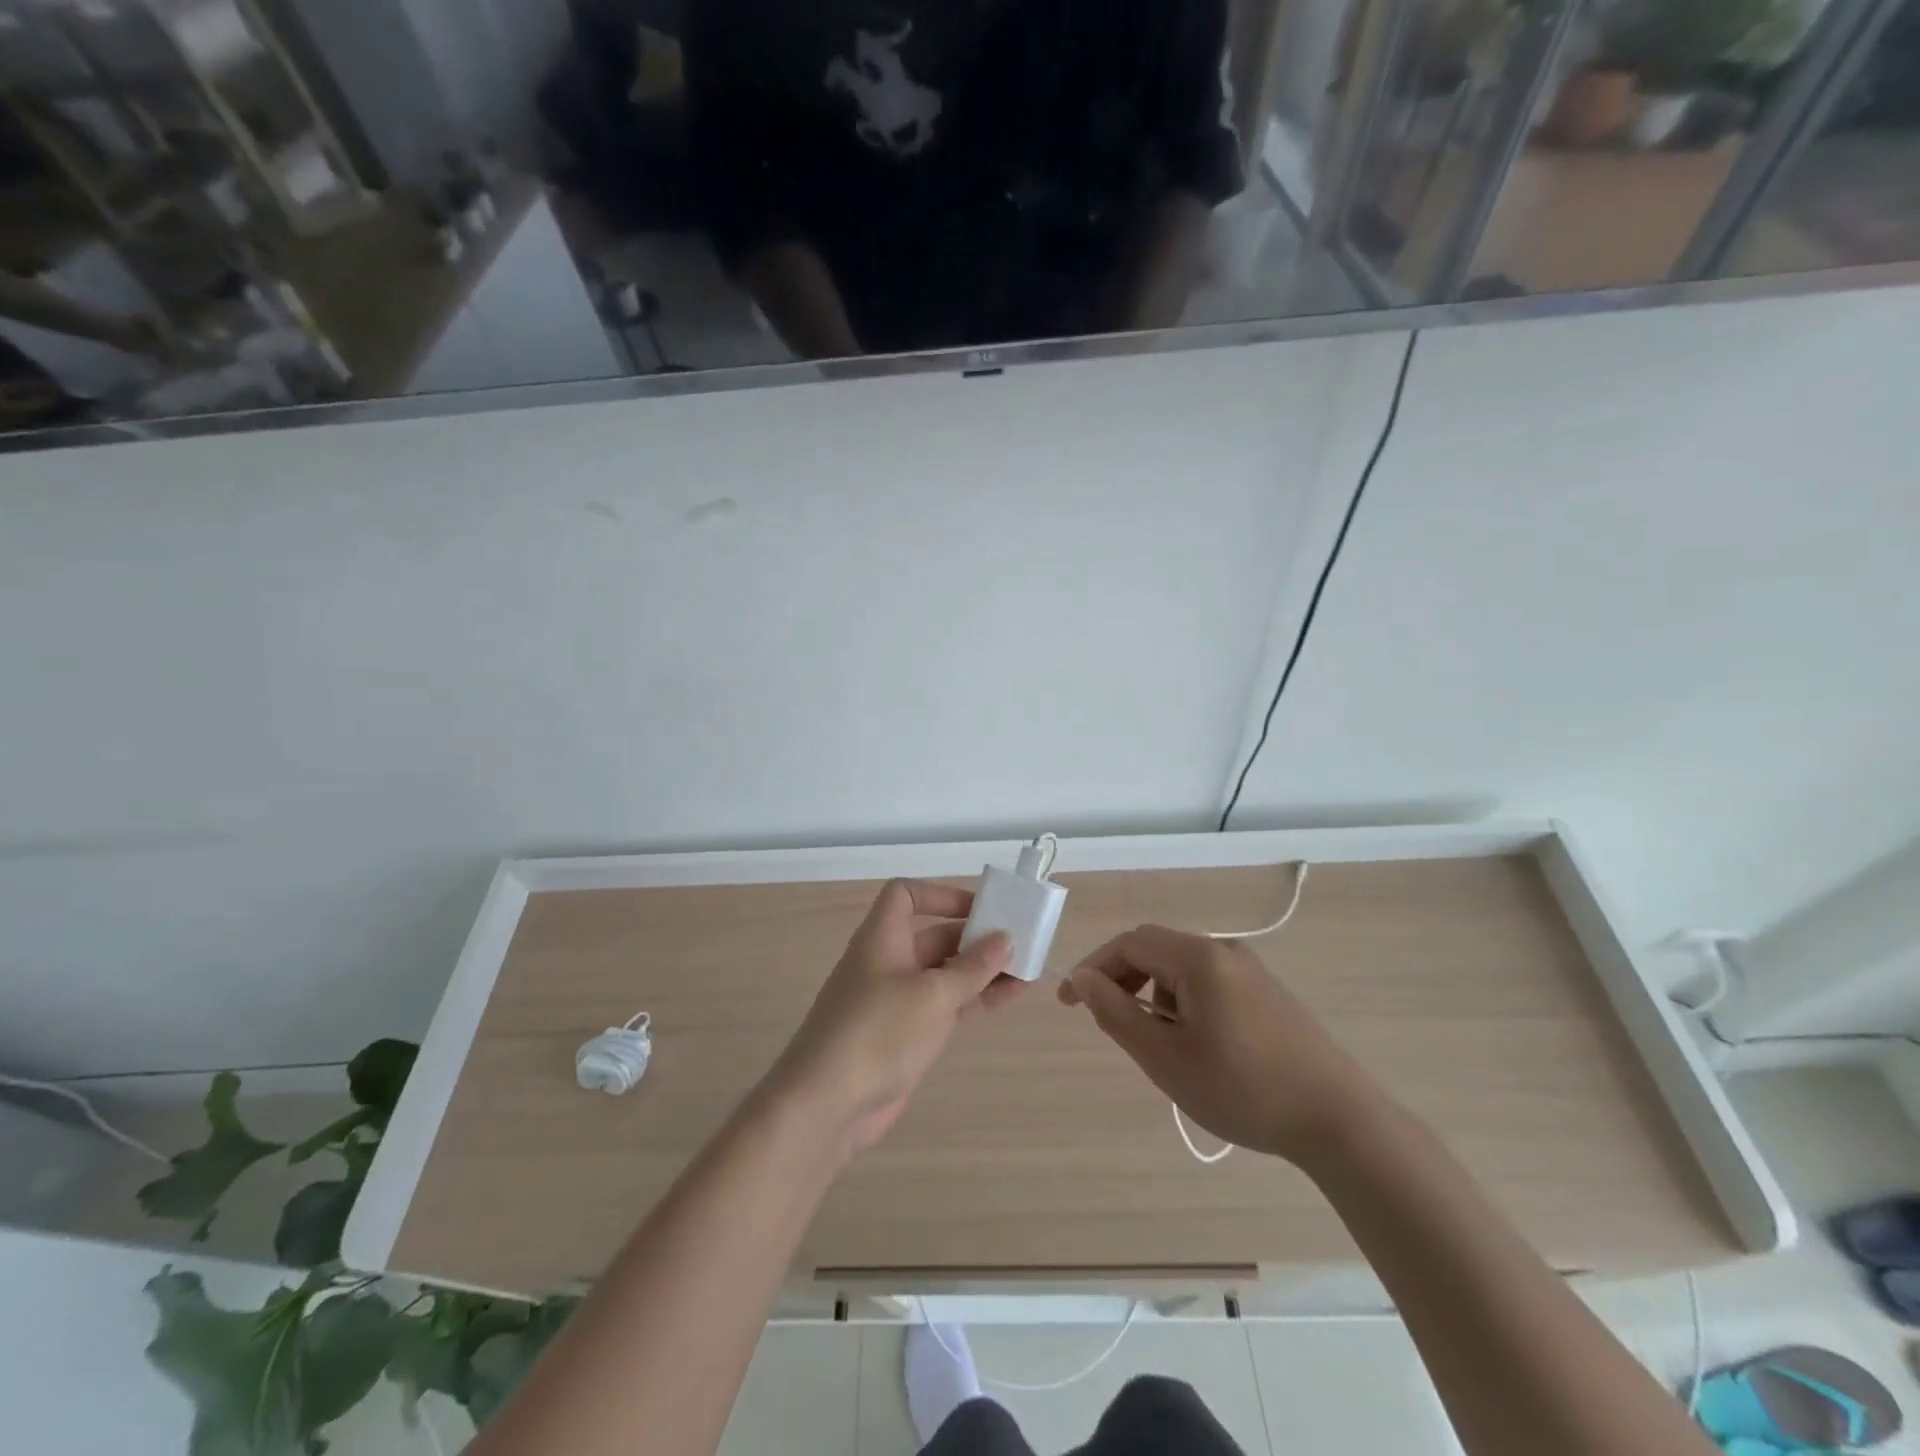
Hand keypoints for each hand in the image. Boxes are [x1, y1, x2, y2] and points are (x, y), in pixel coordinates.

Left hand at [766, 880, 1018, 1156]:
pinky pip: (946, 1005)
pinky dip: (974, 999)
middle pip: (933, 936)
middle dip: (974, 937)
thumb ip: (972, 967)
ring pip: (945, 974)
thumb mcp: (932, 995)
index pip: (904, 895)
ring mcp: (897, 1001)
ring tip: (1027, 972)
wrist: (827, 1106)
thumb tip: (1004, 938)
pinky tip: (1008, 999)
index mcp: (882, 939)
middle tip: (1020, 942)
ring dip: (982, 971)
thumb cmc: (877, 1033)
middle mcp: (888, 962)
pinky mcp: (906, 1035)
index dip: (940, 894)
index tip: (979, 908)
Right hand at [1058, 926, 1381, 1165]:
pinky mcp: (1266, 991)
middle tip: (1106, 1019)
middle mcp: (1224, 950)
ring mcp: (1250, 969)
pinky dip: (1182, 1000)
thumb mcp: (1166, 1058)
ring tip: (1154, 1041)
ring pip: (1181, 966)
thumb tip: (1082, 979)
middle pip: (1155, 948)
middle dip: (1122, 978)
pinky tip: (1193, 1042)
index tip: (1068, 1002)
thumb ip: (1117, 1013)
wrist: (1339, 1120)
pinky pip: (1208, 980)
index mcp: (1198, 958)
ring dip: (1153, 991)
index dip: (1093, 967)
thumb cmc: (1243, 1089)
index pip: (1129, 944)